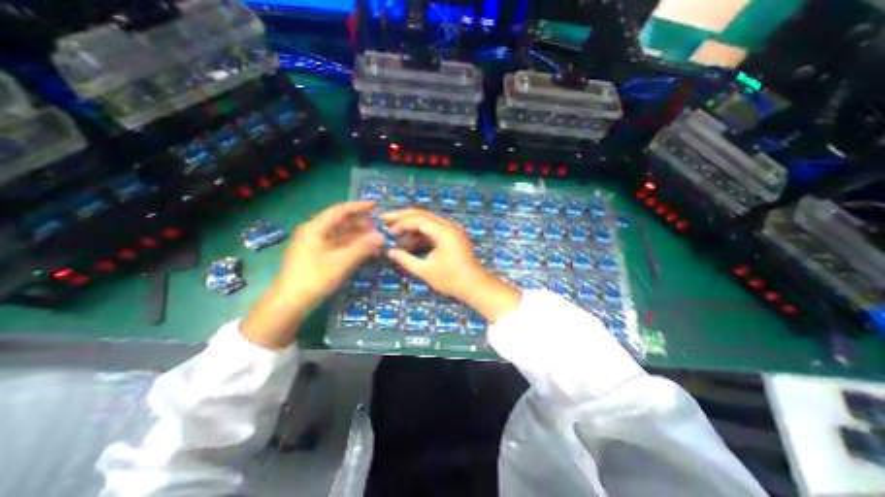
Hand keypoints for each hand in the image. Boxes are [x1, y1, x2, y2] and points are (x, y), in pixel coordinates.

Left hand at [241, 199, 383, 347]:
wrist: (289, 303)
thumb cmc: (314, 278)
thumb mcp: (342, 262)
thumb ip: (363, 247)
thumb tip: (382, 236)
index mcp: (316, 228)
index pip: (340, 211)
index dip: (358, 207)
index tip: (375, 205)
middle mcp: (314, 232)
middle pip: (340, 222)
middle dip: (361, 223)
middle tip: (379, 227)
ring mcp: (315, 245)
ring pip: (340, 235)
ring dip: (357, 236)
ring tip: (375, 238)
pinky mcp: (317, 256)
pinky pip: (337, 245)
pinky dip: (351, 246)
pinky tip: (364, 250)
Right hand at [380, 209, 519, 321]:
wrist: (475, 286)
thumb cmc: (451, 279)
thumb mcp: (425, 270)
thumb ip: (405, 259)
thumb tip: (389, 251)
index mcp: (443, 231)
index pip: (418, 219)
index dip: (400, 224)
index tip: (388, 232)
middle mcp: (449, 225)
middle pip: (422, 214)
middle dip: (403, 217)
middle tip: (385, 219)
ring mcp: (452, 230)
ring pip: (428, 221)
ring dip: (412, 226)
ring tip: (398, 236)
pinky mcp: (453, 236)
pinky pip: (434, 229)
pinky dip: (422, 234)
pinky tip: (412, 243)